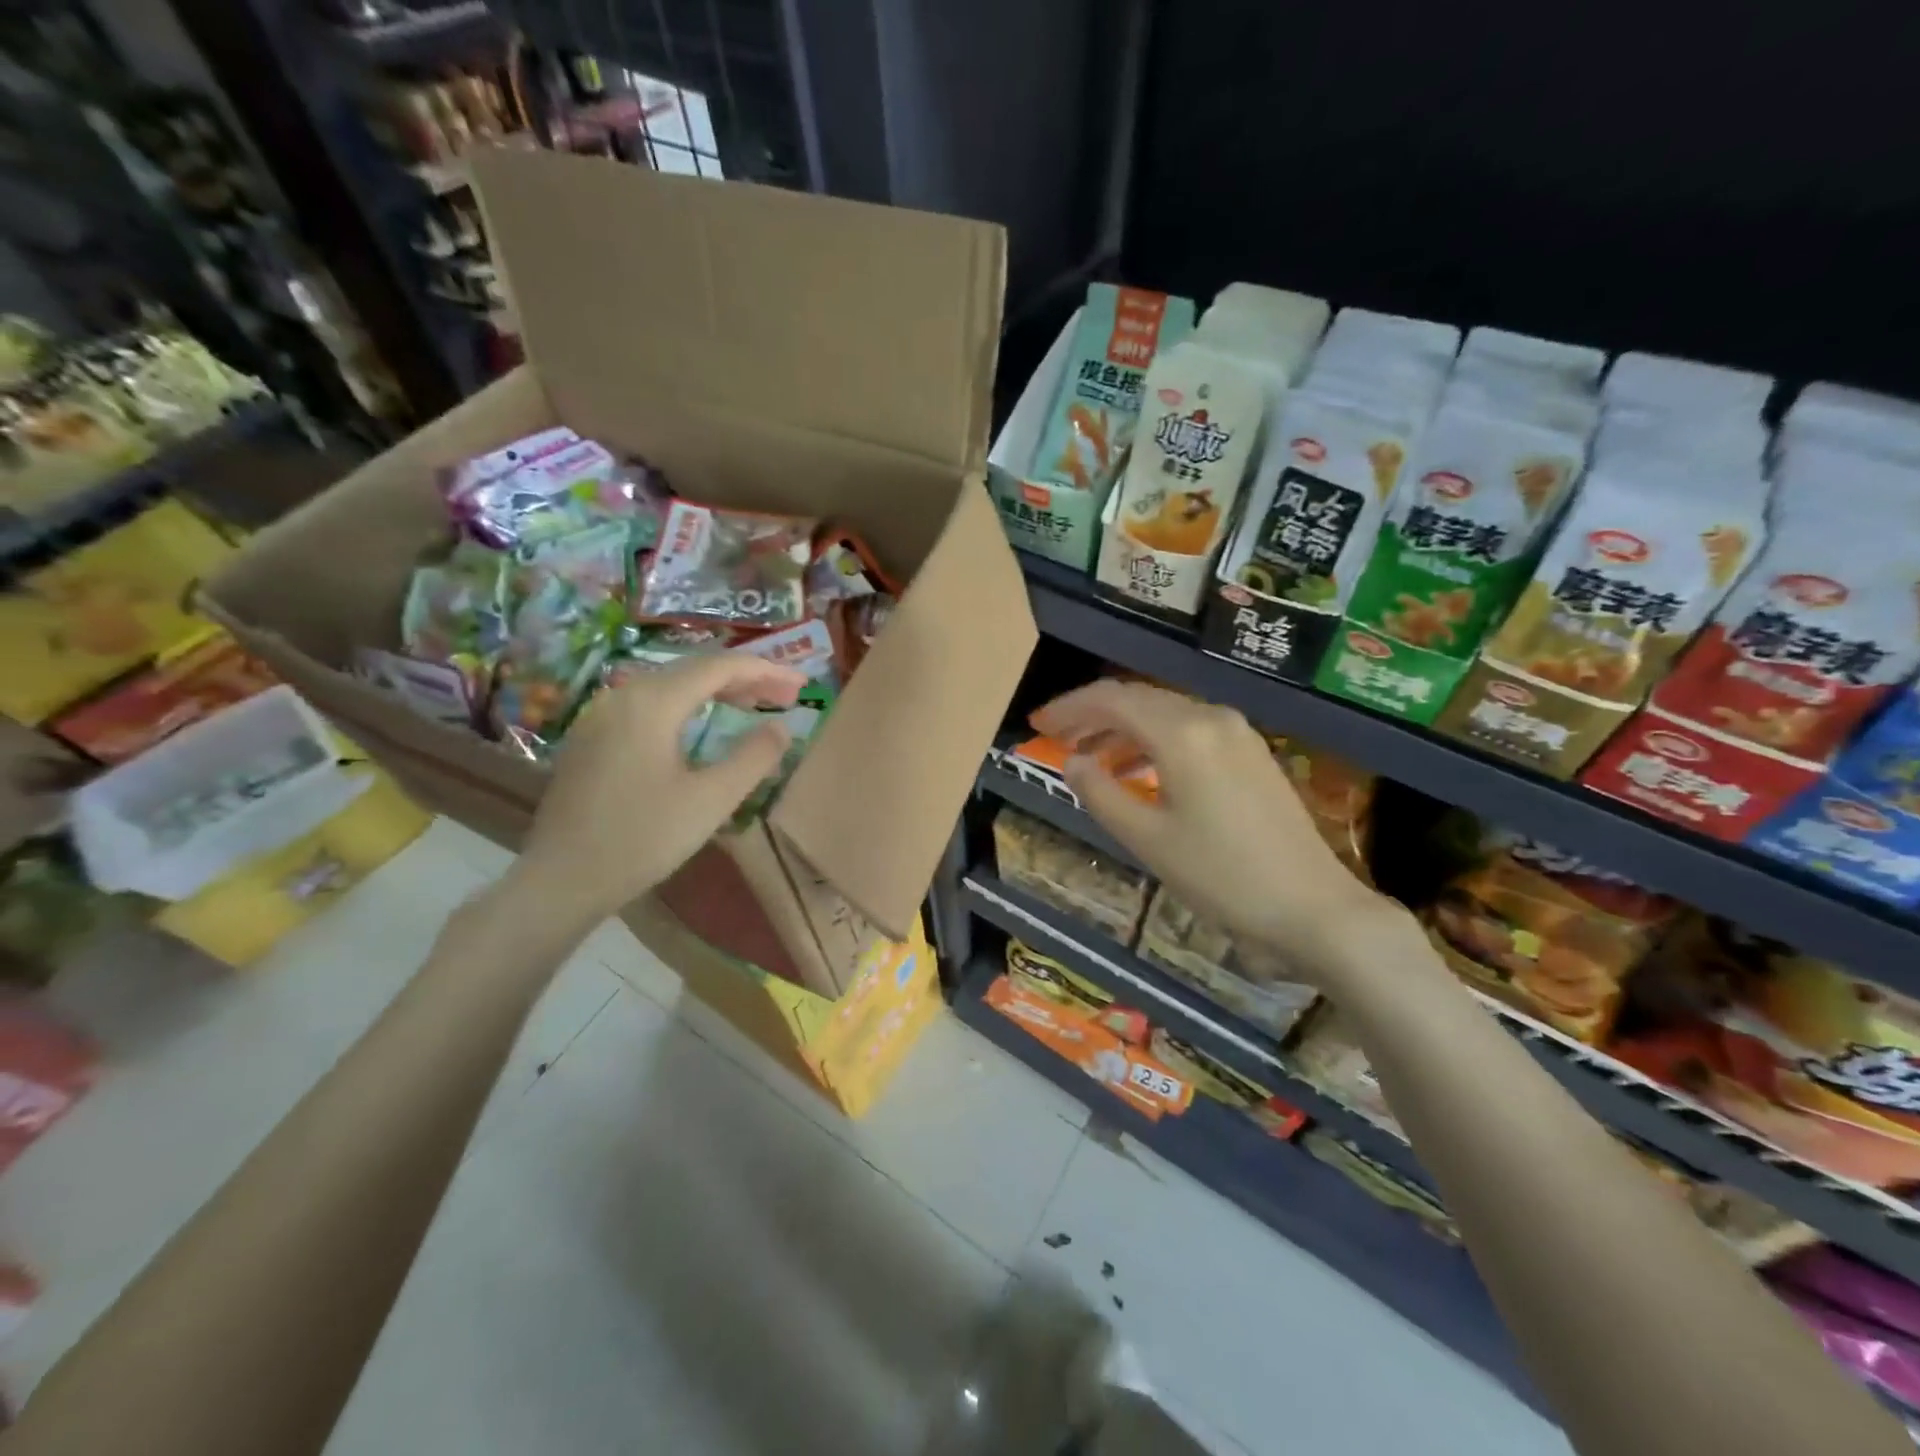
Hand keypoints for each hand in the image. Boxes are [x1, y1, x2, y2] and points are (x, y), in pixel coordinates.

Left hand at [512, 654, 805, 925]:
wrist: (561, 880)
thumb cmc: (642, 839)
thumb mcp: (711, 800)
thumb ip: (753, 757)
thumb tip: (782, 729)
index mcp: (653, 703)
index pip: (720, 667)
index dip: (766, 671)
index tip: (802, 685)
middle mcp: (624, 695)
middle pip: (694, 670)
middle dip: (745, 679)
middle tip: (786, 697)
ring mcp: (602, 715)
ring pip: (670, 686)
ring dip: (716, 691)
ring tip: (754, 706)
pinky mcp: (592, 738)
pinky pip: (649, 705)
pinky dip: (687, 706)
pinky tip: (701, 726)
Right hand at [1030, 680, 1396, 978]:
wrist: (1313, 909)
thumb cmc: (1221, 877)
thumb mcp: (1147, 840)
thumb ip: (1101, 794)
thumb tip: (1073, 761)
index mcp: (1182, 733)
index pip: (1112, 699)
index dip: (1069, 708)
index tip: (1038, 724)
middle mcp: (1211, 718)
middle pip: (1139, 700)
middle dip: (1093, 716)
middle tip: (1056, 738)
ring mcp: (1238, 733)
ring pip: (1165, 714)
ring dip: (1123, 731)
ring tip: (1090, 760)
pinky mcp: (1252, 754)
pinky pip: (1190, 732)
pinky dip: (1155, 744)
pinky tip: (1139, 772)